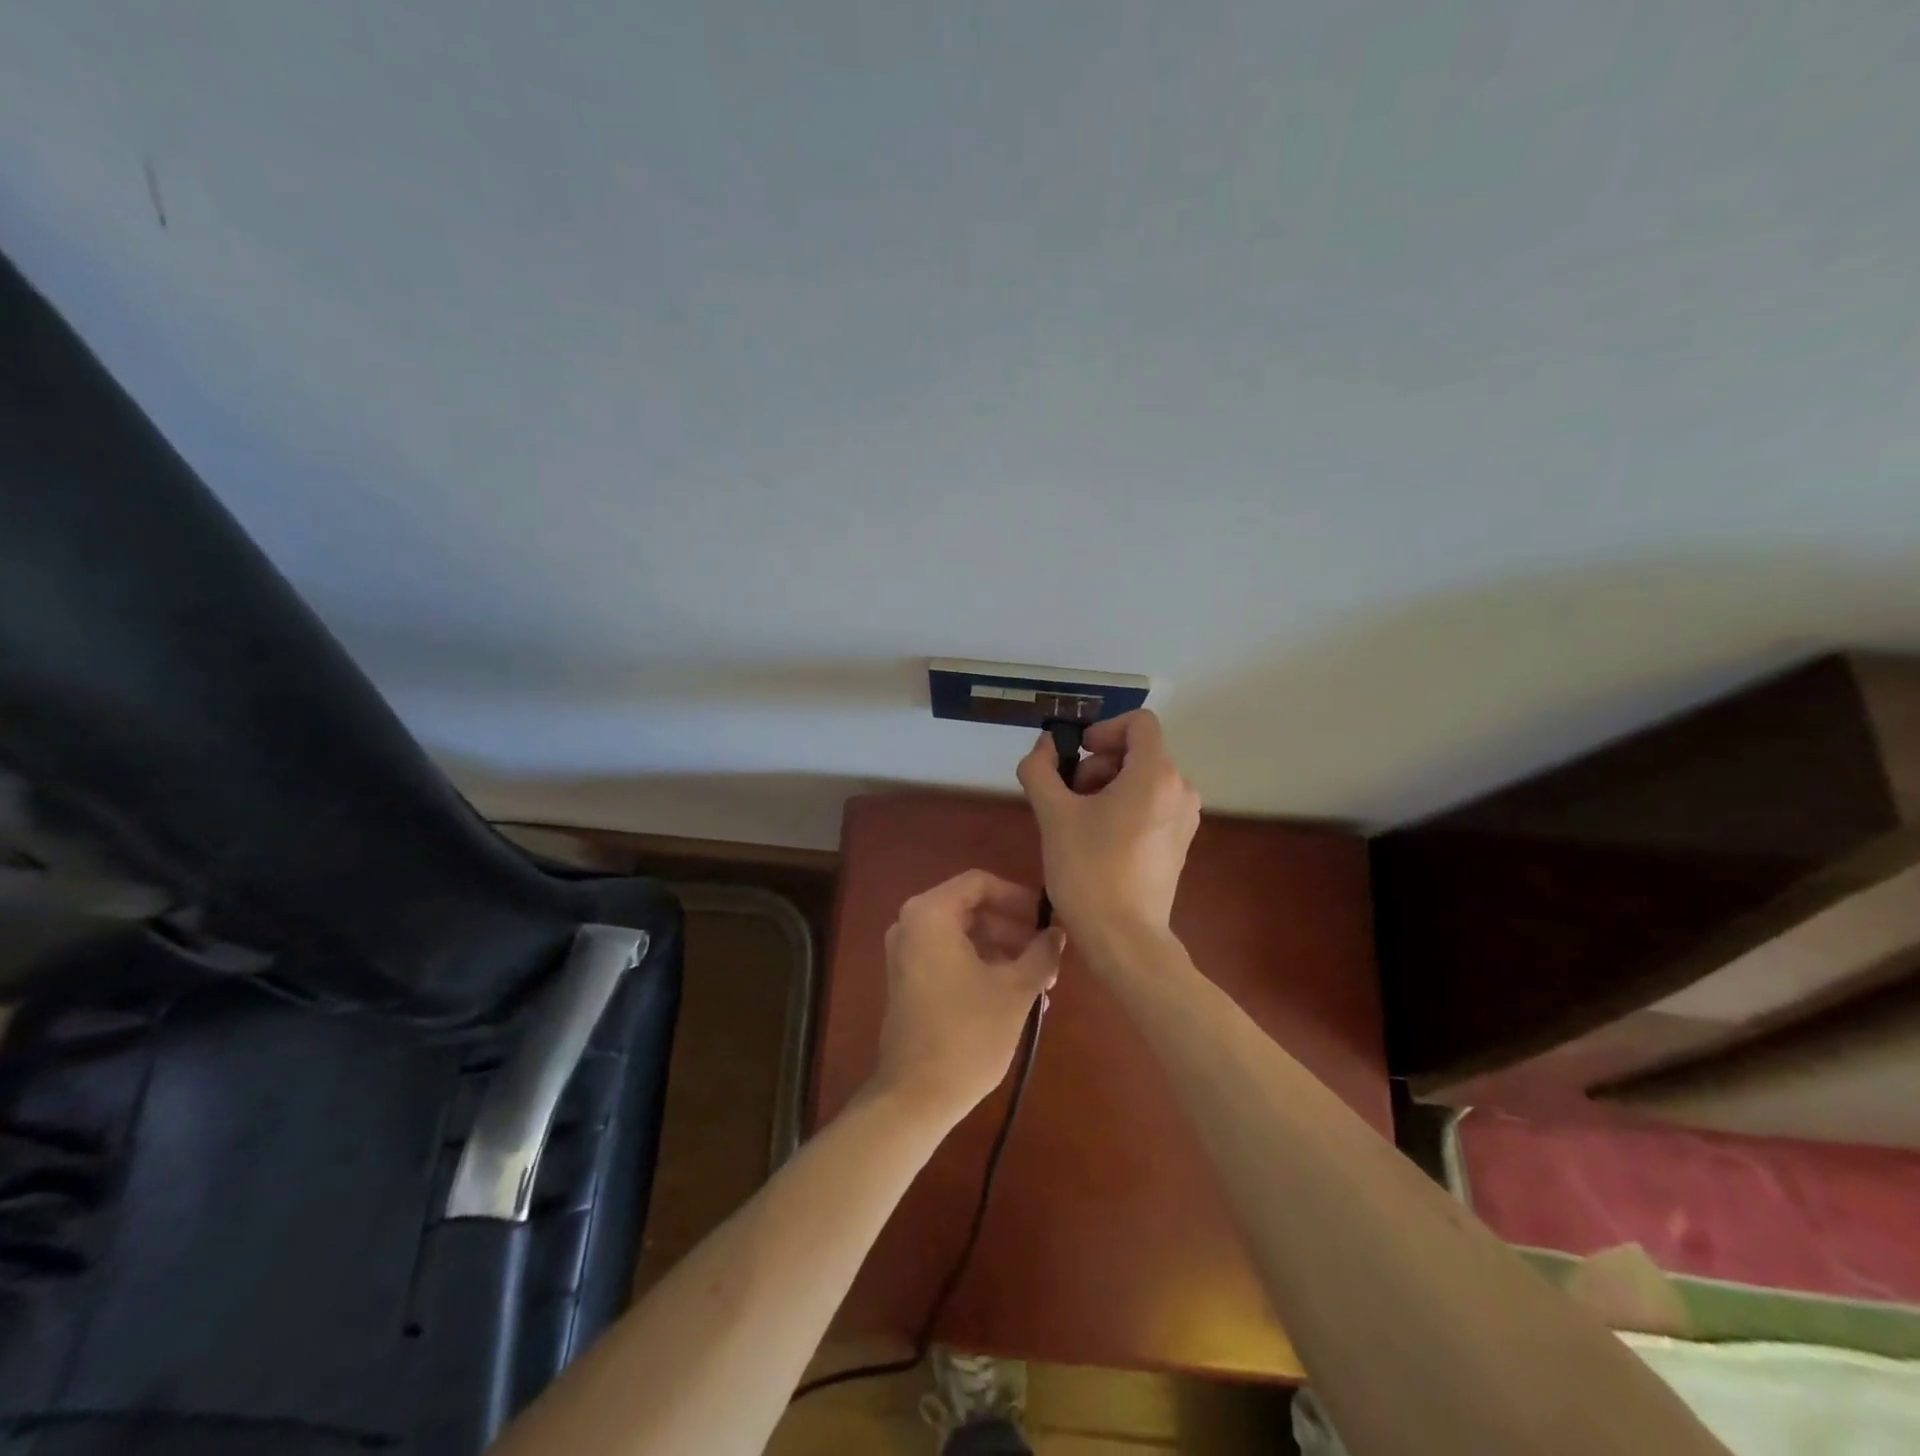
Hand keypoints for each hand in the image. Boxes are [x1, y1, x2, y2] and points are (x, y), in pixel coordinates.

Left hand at [868, 870, 1063, 1126]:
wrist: (917, 1095)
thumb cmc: (969, 1033)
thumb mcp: (1015, 990)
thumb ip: (1040, 953)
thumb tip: (1057, 934)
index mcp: (930, 914)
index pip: (980, 883)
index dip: (1017, 897)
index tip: (1045, 920)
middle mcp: (911, 924)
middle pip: (972, 909)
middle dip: (1013, 930)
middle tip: (1048, 955)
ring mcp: (906, 953)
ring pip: (964, 936)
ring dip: (1003, 951)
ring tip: (1040, 981)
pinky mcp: (909, 980)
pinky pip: (950, 957)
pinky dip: (982, 966)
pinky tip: (1016, 994)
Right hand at [1016, 709, 1200, 943]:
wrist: (1124, 938)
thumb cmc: (1088, 871)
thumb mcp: (1053, 815)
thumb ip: (1040, 770)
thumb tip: (1043, 745)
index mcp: (1155, 774)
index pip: (1139, 722)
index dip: (1103, 730)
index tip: (1077, 756)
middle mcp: (1180, 788)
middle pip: (1137, 751)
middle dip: (1098, 764)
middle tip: (1069, 797)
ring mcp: (1184, 817)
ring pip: (1143, 779)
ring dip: (1108, 786)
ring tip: (1080, 821)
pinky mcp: (1179, 841)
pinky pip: (1152, 804)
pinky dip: (1124, 807)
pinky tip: (1099, 840)